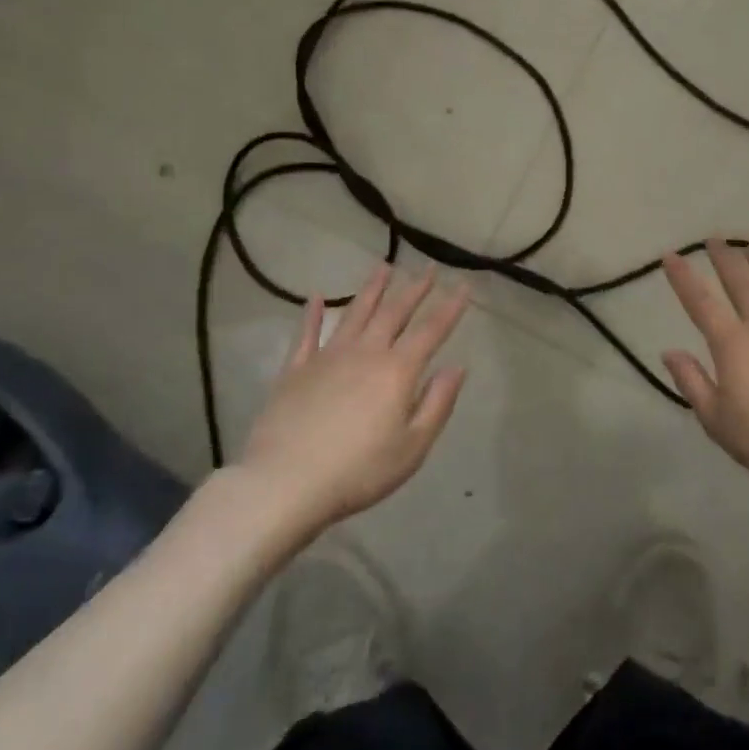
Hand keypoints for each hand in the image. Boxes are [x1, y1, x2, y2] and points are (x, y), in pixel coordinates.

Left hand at [239, 263, 470, 531]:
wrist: (285, 482)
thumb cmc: (358, 471)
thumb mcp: (413, 447)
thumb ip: (437, 403)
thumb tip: (456, 367)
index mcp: (397, 371)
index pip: (431, 330)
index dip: (450, 307)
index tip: (463, 285)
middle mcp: (365, 353)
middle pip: (394, 312)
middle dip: (414, 288)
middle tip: (428, 267)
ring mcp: (327, 357)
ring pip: (355, 313)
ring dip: (372, 289)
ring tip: (384, 267)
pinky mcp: (295, 370)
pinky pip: (307, 334)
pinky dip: (313, 313)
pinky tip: (317, 297)